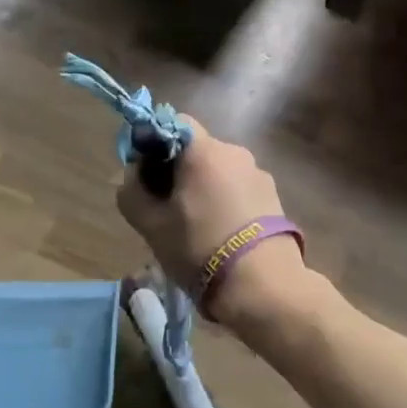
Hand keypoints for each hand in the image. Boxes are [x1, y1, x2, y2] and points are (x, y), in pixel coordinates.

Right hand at [116, 117, 302, 321]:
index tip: (144, 173)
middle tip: (163, 207)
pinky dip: (225, 202)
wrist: (261, 284)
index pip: (174, 122)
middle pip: (198, 150)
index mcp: (205, 151)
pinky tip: (220, 234)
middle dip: (177, 171)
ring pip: (220, 172)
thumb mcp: (151, 225)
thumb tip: (133, 174)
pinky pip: (240, 189)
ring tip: (194, 227)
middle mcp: (236, 152)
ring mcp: (259, 174)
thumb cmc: (199, 248)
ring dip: (203, 188)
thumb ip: (132, 192)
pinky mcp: (274, 198)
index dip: (154, 142)